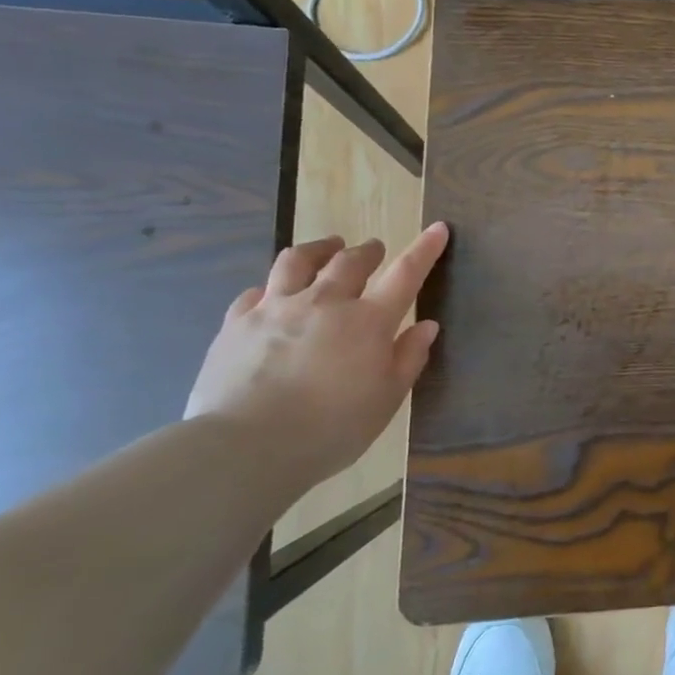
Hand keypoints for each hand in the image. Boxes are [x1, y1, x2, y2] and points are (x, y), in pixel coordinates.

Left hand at [185, 223, 449, 488]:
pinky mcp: (236, 323)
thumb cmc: (331, 428)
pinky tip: (273, 294)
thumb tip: (427, 325)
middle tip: (374, 249)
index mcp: (368, 321)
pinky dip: (272, 287)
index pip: (406, 274)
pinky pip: (256, 292)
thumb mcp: (386, 399)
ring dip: (319, 250)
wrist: (246, 446)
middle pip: (350, 261)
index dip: (425, 249)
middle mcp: (324, 302)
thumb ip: (408, 358)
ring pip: (298, 261)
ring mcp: (276, 308)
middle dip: (367, 250)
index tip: (438, 228)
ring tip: (327, 249)